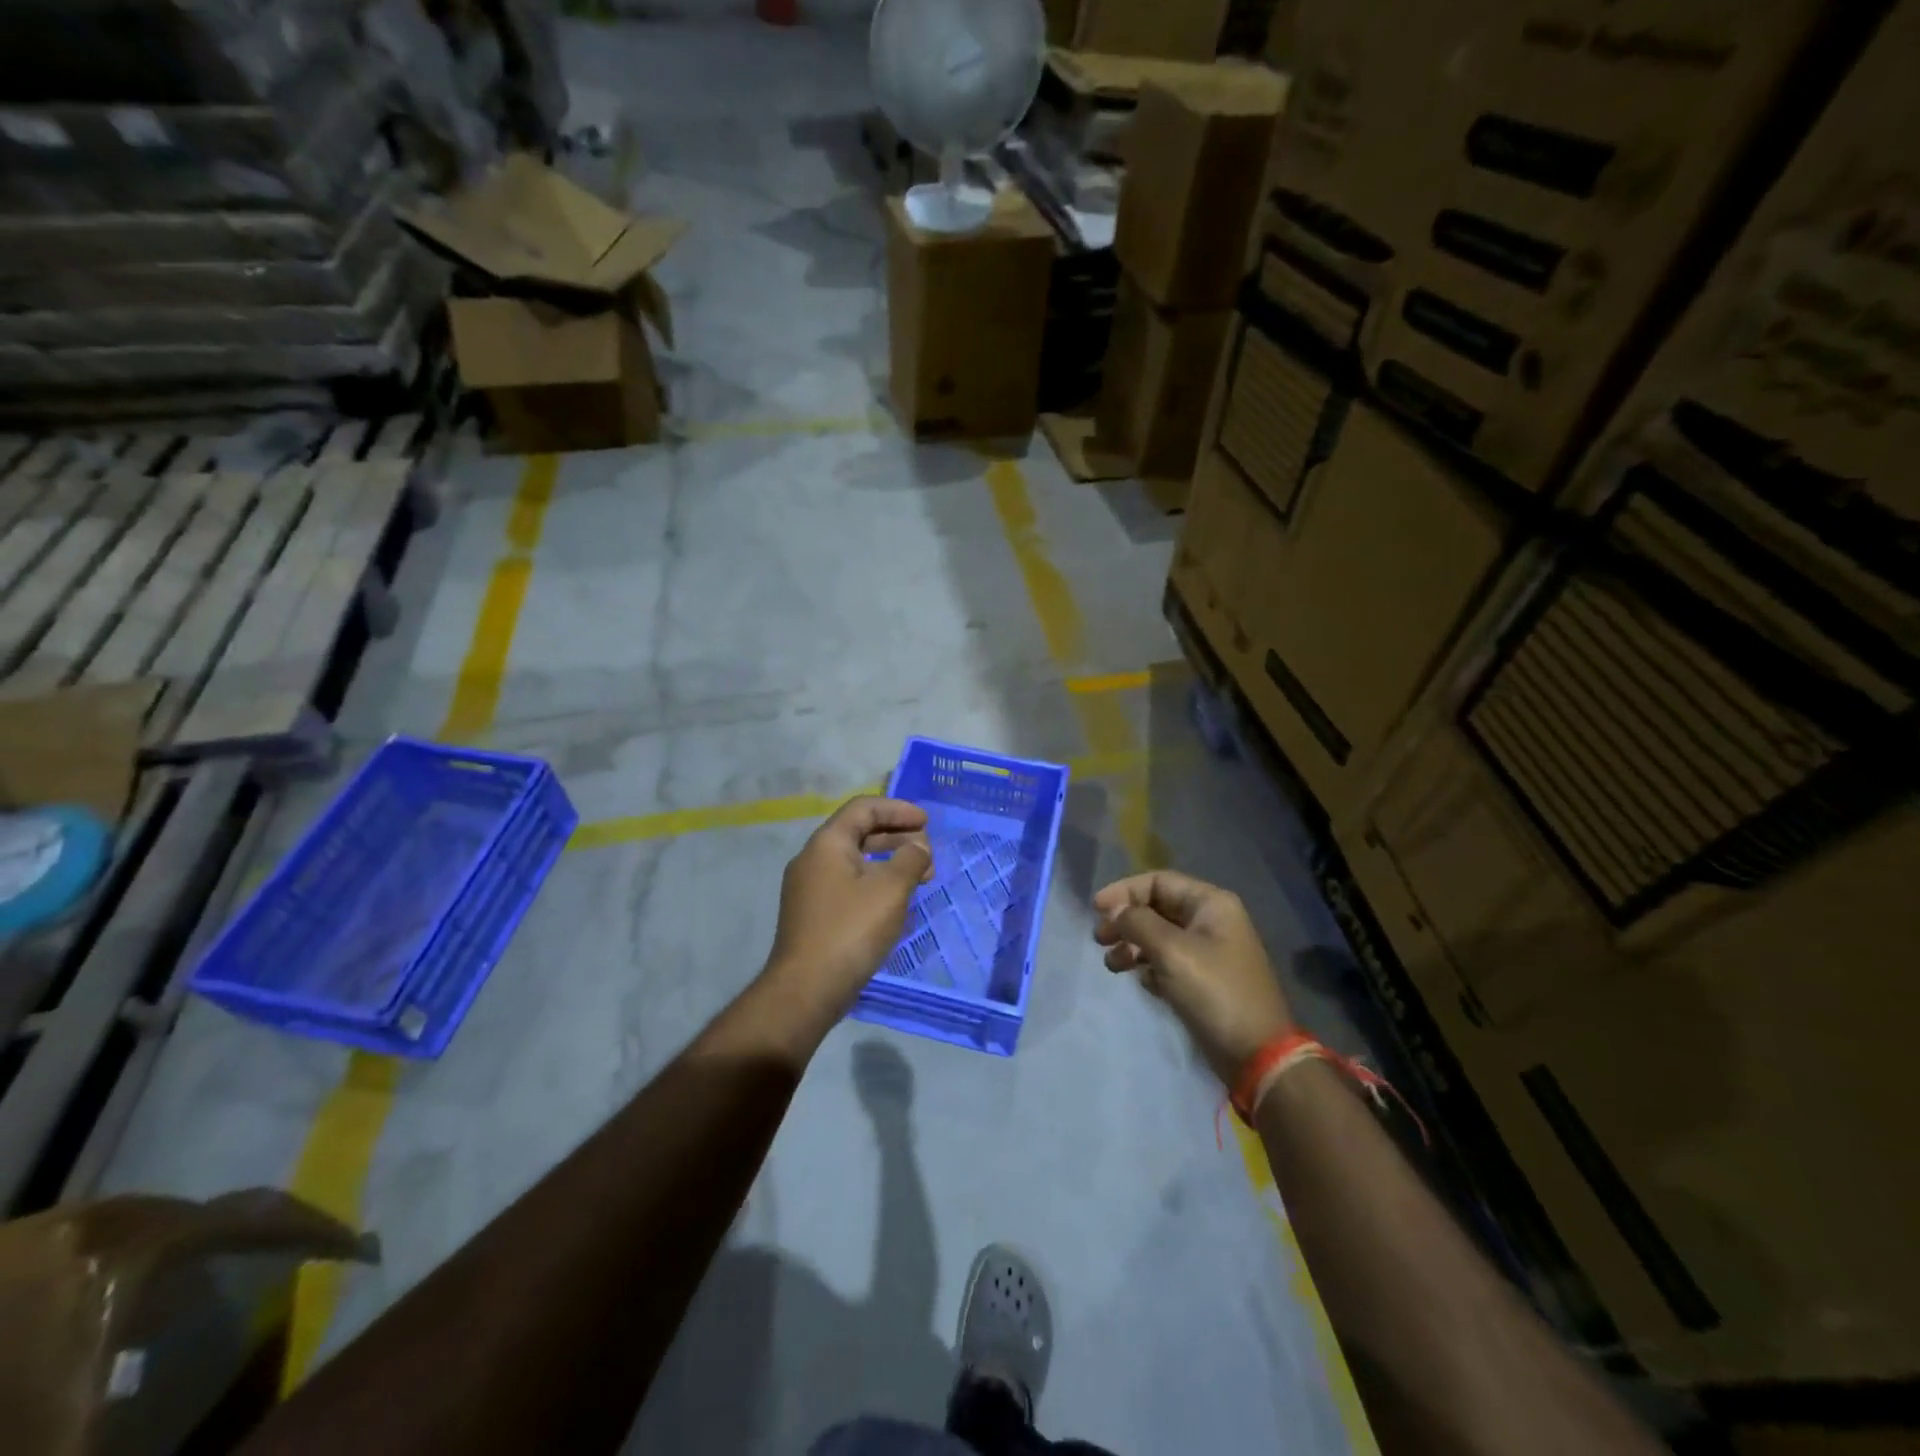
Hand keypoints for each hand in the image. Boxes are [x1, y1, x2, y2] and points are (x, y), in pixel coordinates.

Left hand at [763, 797, 933, 1023]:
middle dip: (897, 836)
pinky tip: (896, 900)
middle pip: (859, 832)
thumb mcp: (890, 889)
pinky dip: (876, 881)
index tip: (926, 822)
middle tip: (928, 852)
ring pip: (855, 860)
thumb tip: (918, 847)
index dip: (898, 809)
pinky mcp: (814, 913)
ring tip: (921, 877)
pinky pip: (849, 883)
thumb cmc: (851, 930)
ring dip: (890, 861)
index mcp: (827, 843)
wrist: (806, 989)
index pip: (863, 808)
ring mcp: (810, 887)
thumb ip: (910, 859)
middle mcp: (813, 859)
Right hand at [1092, 871, 1293, 1084]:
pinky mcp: (1204, 980)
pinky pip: (1168, 961)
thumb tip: (1115, 910)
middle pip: (1157, 908)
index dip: (1124, 891)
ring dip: (1132, 946)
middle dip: (1126, 920)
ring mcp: (1209, 952)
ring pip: (1160, 936)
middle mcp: (1211, 921)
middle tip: (1100, 939)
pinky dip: (1149, 967)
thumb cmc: (1215, 993)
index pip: (1158, 881)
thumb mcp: (1172, 952)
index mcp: (1211, 904)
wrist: (1257, 1055)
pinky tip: (1142, 982)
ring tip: (1112, 965)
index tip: (1096, 909)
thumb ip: (1138, 923)